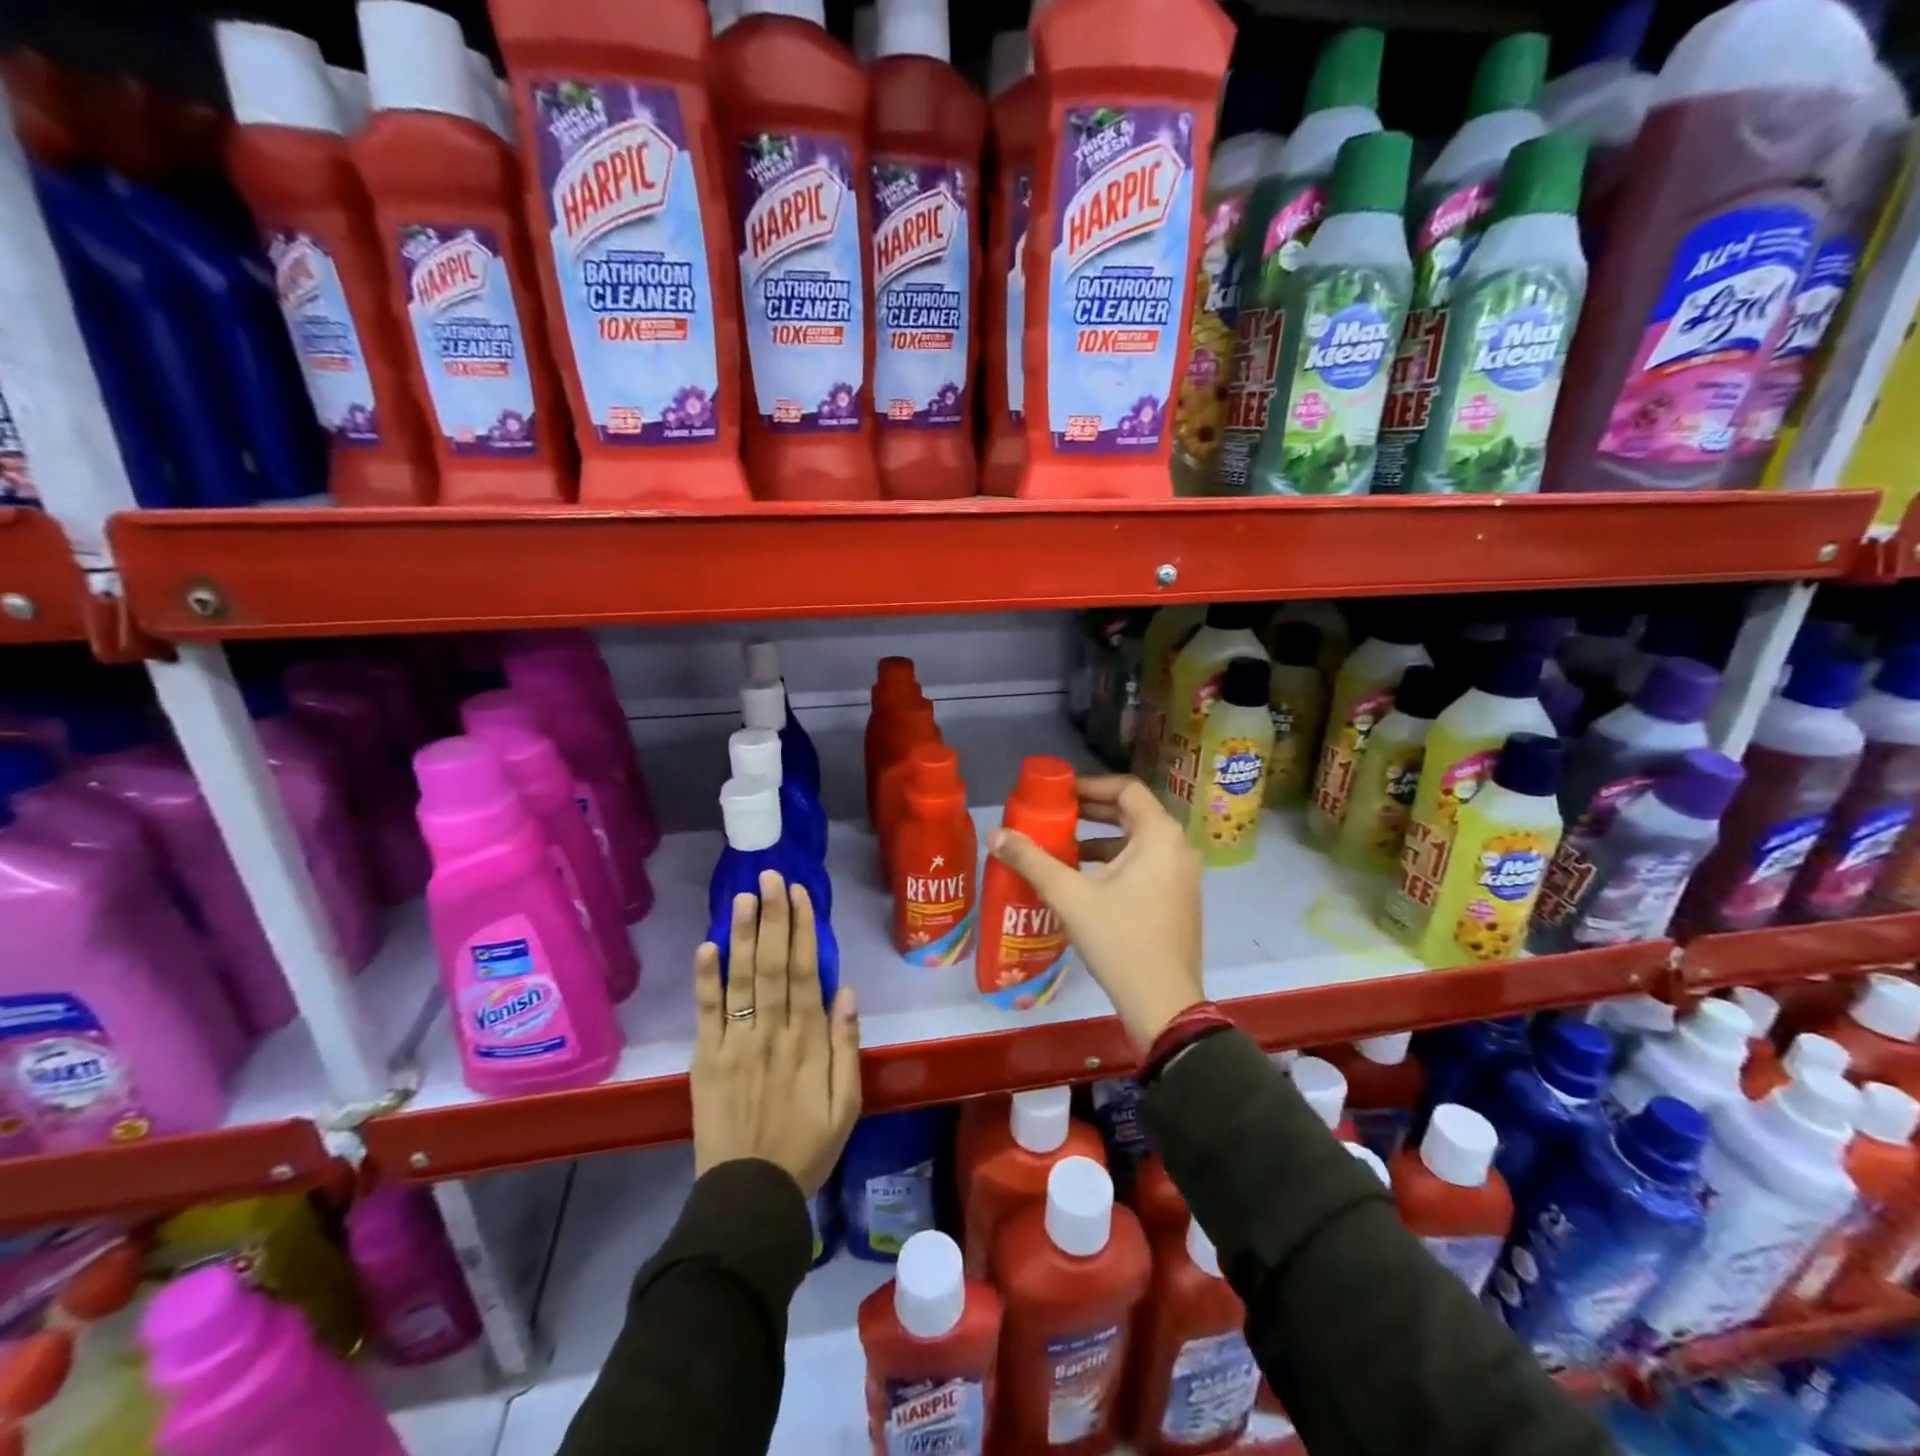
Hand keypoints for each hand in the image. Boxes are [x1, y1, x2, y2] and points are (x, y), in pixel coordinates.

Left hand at [690, 872, 860, 1197]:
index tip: (799, 894)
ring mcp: (735, 1045)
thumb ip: (847, 1047)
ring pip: (740, 981)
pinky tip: (706, 947)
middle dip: (772, 917)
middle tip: (770, 877)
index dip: (802, 930)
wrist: (749, 1196)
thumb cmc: (806, 1148)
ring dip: (741, 935)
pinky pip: (705, 1014)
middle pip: (771, 965)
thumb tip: (846, 992)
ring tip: (743, 896)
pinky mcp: (706, 1061)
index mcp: (808, 1042)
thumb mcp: (846, 1105)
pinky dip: (705, 980)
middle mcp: (771, 1033)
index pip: (804, 973)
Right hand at [988, 774, 1204, 1048]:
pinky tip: (1084, 878)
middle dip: (1092, 810)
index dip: (1090, 784)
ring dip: (1102, 837)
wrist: (1163, 1002)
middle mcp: (1178, 847)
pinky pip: (1146, 862)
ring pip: (1138, 840)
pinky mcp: (1178, 897)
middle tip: (1055, 813)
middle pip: (1133, 812)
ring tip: (1063, 845)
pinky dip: (1116, 860)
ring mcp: (1182, 874)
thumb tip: (994, 833)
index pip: (1127, 788)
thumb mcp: (1069, 895)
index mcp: (1159, 836)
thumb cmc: (1119, 939)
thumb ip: (1031, 860)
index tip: (1060, 793)